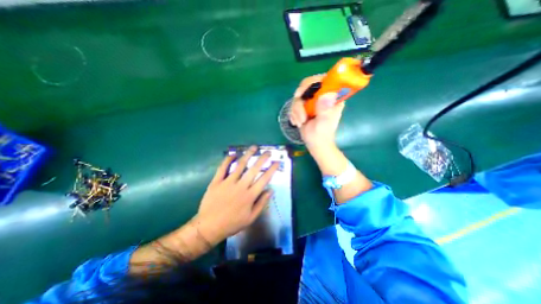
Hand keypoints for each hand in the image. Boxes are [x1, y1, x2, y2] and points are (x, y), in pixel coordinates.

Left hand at [194, 146, 278, 245]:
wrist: (209, 227)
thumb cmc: (232, 223)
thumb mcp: (251, 218)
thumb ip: (262, 203)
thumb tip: (270, 190)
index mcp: (250, 195)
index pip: (264, 179)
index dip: (272, 169)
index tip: (277, 162)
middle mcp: (241, 186)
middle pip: (254, 169)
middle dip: (262, 159)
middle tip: (267, 152)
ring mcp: (228, 182)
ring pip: (240, 165)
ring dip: (248, 155)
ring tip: (254, 147)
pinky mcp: (217, 181)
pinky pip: (223, 168)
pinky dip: (228, 159)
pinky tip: (233, 154)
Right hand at [289, 73, 343, 147]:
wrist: (315, 144)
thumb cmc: (322, 135)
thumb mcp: (324, 123)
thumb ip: (325, 110)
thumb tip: (327, 94)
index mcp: (332, 97)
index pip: (323, 80)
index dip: (311, 82)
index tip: (301, 94)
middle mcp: (322, 96)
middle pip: (307, 86)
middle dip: (300, 101)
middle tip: (299, 112)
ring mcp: (312, 101)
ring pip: (298, 97)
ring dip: (296, 111)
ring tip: (301, 122)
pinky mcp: (304, 106)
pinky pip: (294, 104)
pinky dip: (293, 114)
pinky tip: (297, 123)